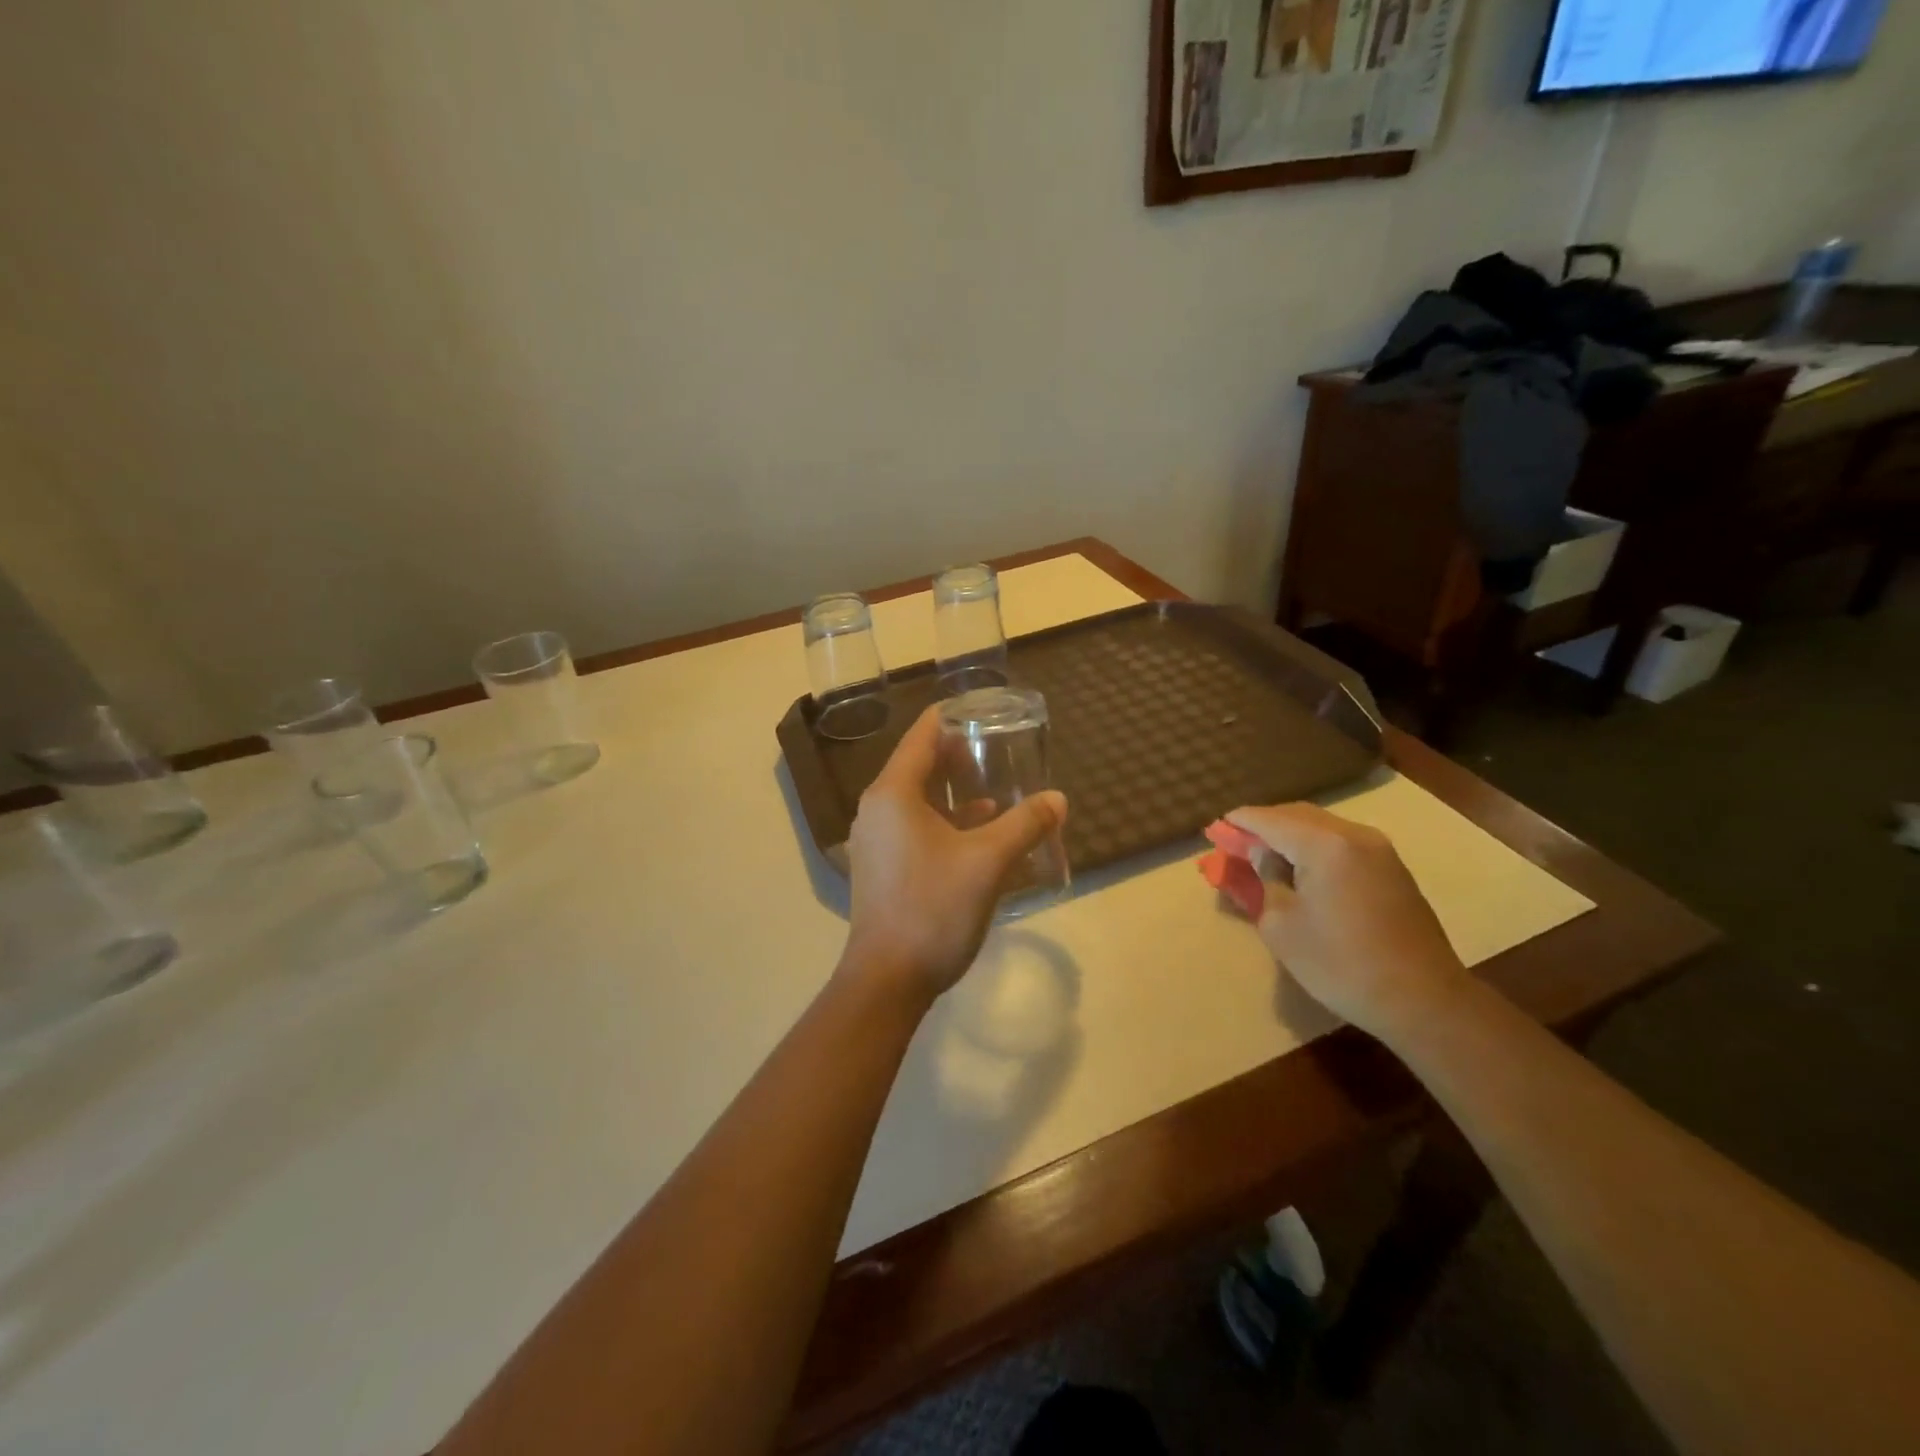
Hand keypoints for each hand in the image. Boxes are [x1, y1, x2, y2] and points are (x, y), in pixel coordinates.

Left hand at [843, 705, 1067, 995]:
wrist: (888, 980)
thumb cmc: (934, 909)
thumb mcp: (989, 862)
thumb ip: (1025, 824)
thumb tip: (1057, 798)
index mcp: (893, 794)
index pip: (922, 735)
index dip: (953, 717)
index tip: (986, 711)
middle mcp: (877, 809)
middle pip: (919, 765)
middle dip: (958, 755)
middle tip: (999, 748)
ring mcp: (875, 840)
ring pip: (918, 800)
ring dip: (954, 792)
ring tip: (995, 788)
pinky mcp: (881, 867)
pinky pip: (914, 827)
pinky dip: (945, 821)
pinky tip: (979, 832)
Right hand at [1226, 803, 1471, 1045]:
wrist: (1423, 1000)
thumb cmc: (1340, 964)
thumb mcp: (1282, 926)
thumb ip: (1265, 880)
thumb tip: (1262, 857)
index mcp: (1323, 844)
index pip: (1268, 820)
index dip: (1239, 822)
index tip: (1216, 827)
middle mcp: (1353, 835)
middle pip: (1296, 816)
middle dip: (1264, 826)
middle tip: (1237, 843)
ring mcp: (1379, 850)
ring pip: (1322, 827)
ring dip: (1290, 836)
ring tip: (1266, 856)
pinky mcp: (1392, 869)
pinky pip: (1341, 843)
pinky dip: (1314, 847)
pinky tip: (1301, 869)